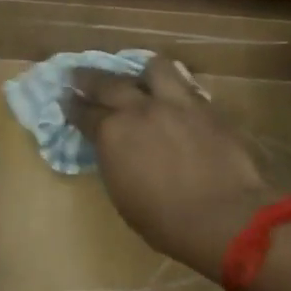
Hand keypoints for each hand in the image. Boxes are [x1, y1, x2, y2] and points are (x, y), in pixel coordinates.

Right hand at [64, 54, 274, 279]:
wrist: (224, 216)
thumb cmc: (166, 221)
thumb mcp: (123, 196)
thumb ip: (115, 162)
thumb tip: (114, 150)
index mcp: (112, 134)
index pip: (84, 113)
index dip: (72, 107)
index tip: (66, 101)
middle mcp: (139, 109)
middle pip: (108, 83)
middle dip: (89, 79)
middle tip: (79, 76)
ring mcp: (175, 103)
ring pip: (153, 69)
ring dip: (141, 73)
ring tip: (139, 77)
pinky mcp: (206, 107)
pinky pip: (185, 85)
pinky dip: (173, 87)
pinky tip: (173, 95)